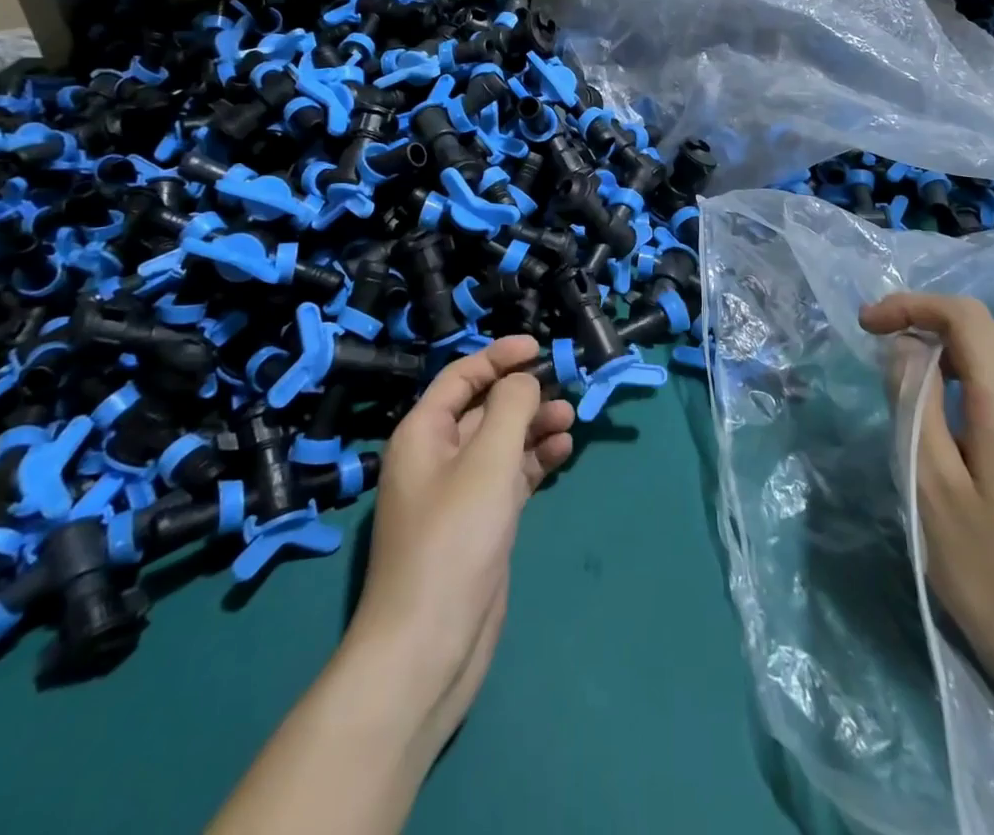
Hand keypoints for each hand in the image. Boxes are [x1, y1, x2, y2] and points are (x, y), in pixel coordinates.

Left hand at [211, 338, 574, 834]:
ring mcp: (458, 492)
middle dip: (522, 394)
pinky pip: (510, 476)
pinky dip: (534, 461)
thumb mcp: (487, 460)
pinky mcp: (479, 523)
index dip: (498, 357)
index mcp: (424, 433)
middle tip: (564, 389)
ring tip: (570, 420)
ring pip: (501, 442)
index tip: (538, 348)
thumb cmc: (454, 539)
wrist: (428, 645)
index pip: (462, 376)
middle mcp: (437, 456)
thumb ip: (510, 407)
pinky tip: (561, 452)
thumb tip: (523, 381)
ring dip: (533, 426)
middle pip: (483, 408)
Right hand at [861, 293, 993, 692]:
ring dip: (937, 355)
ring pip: (988, 361)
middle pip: (979, 332)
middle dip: (921, 325)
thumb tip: (903, 350)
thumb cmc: (987, 569)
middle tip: (873, 349)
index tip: (867, 325)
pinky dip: (956, 382)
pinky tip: (934, 420)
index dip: (911, 306)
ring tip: (896, 385)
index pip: (965, 317)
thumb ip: (913, 404)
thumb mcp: (930, 484)